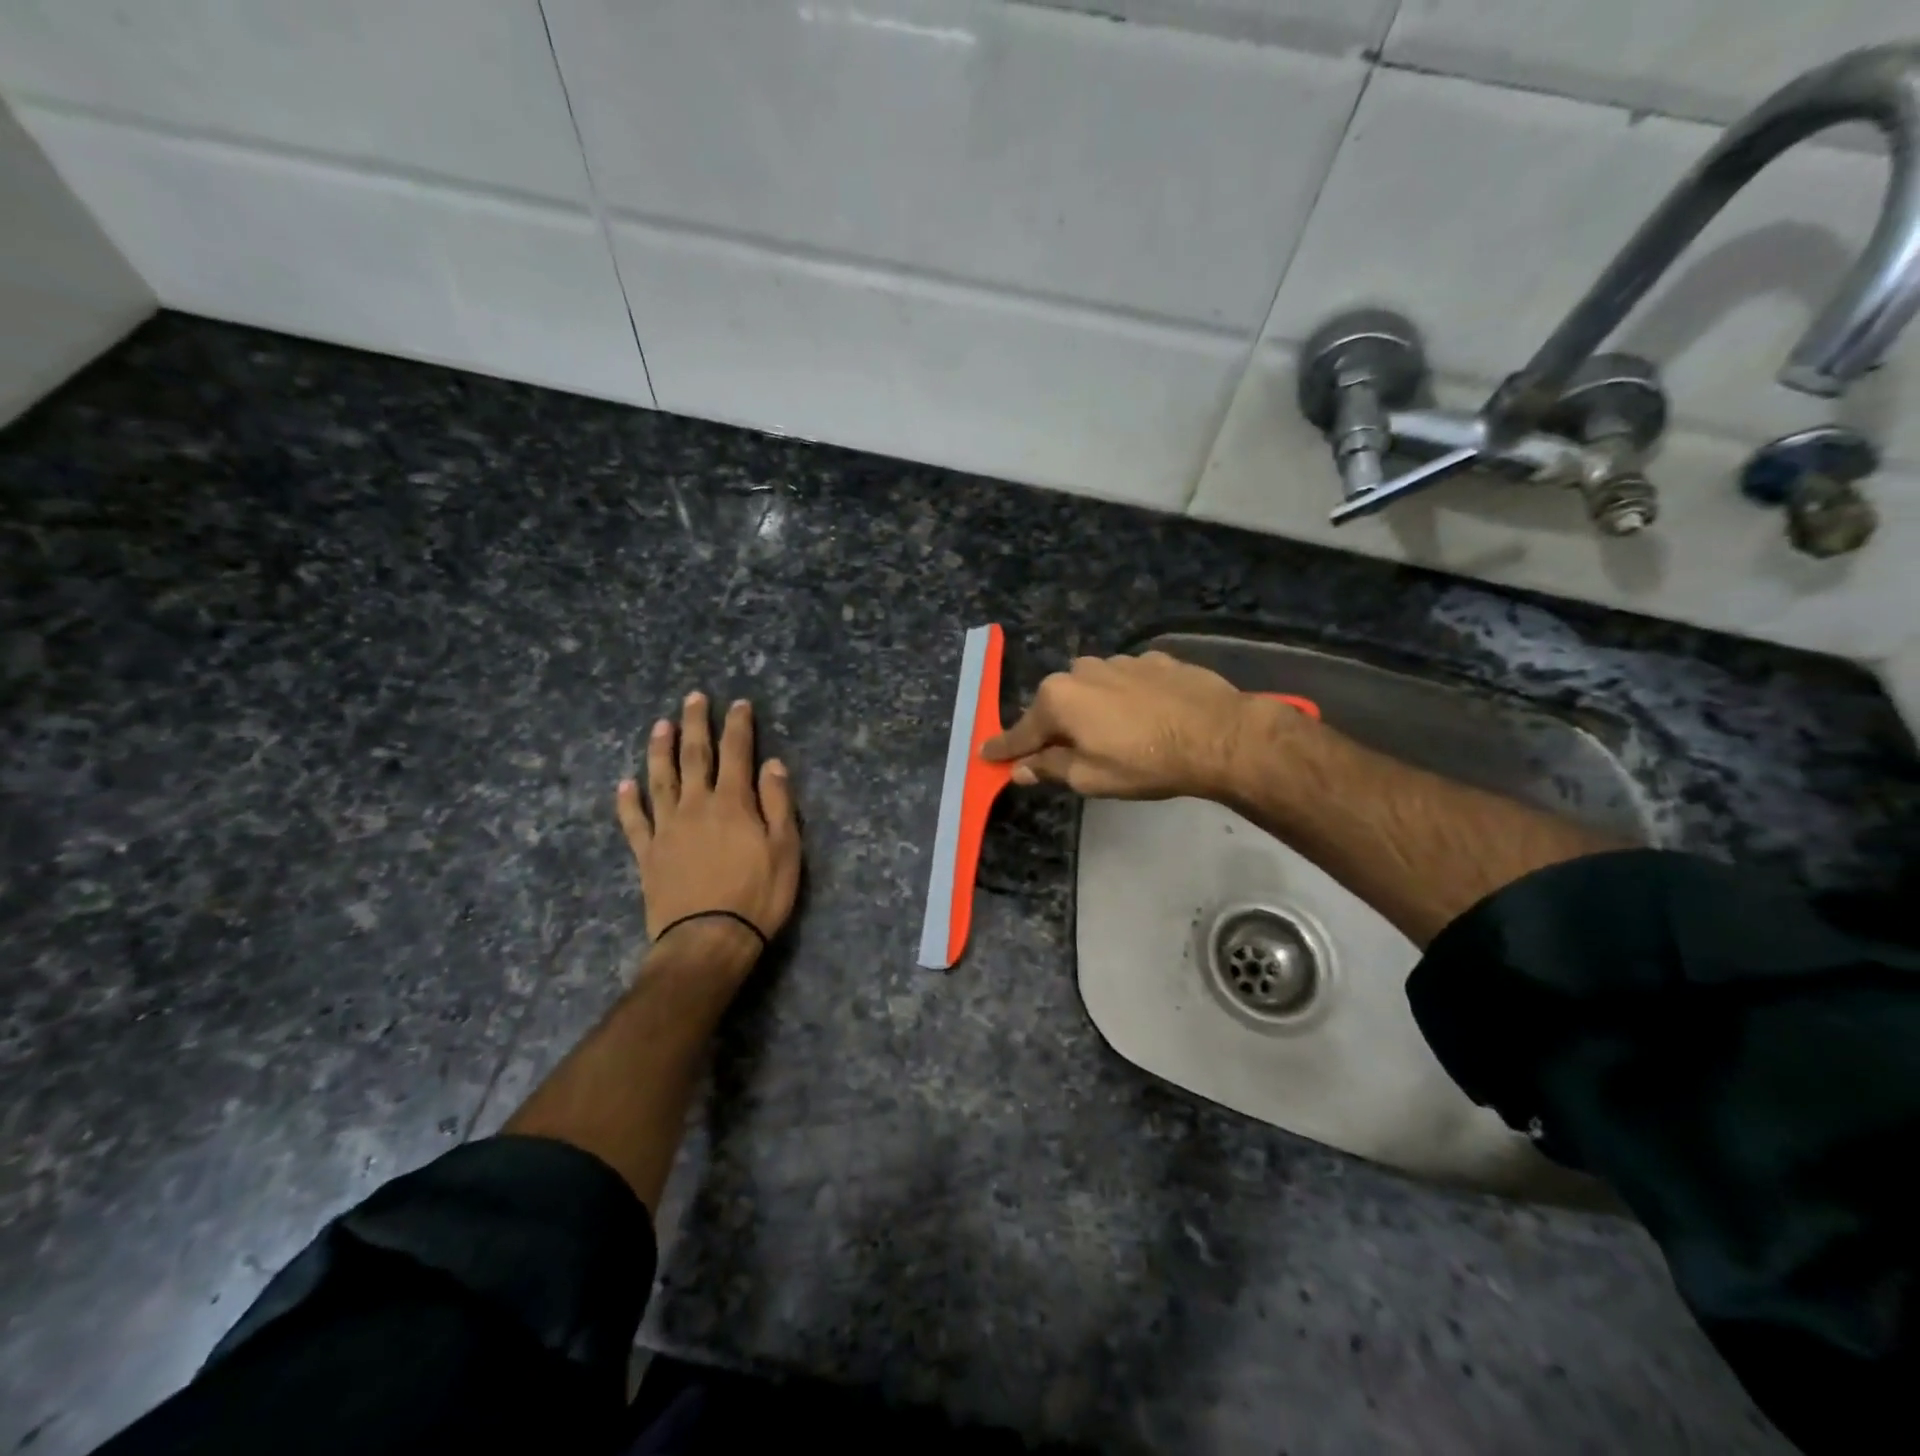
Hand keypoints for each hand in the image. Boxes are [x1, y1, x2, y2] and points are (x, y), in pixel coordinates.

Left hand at [616, 693, 802, 949]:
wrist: (707, 940)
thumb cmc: (757, 895)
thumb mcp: (785, 849)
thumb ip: (778, 804)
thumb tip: (771, 764)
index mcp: (733, 803)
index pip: (736, 753)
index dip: (738, 726)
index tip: (738, 703)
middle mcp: (696, 806)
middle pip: (694, 756)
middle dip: (696, 725)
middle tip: (693, 697)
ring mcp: (667, 829)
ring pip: (660, 779)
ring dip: (660, 750)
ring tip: (660, 725)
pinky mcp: (648, 854)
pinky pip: (634, 821)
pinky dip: (628, 801)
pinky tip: (625, 784)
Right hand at [982, 651, 1303, 800]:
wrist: (1220, 735)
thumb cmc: (1146, 763)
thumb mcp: (1090, 778)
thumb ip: (1049, 768)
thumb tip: (1020, 769)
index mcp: (1058, 699)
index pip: (1021, 732)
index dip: (1004, 748)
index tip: (986, 755)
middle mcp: (1080, 671)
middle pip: (1055, 705)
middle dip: (1054, 728)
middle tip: (1063, 753)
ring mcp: (1119, 661)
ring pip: (1090, 689)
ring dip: (1091, 709)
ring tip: (1114, 735)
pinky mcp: (1153, 659)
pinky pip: (1124, 681)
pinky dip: (1124, 698)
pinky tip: (1145, 716)